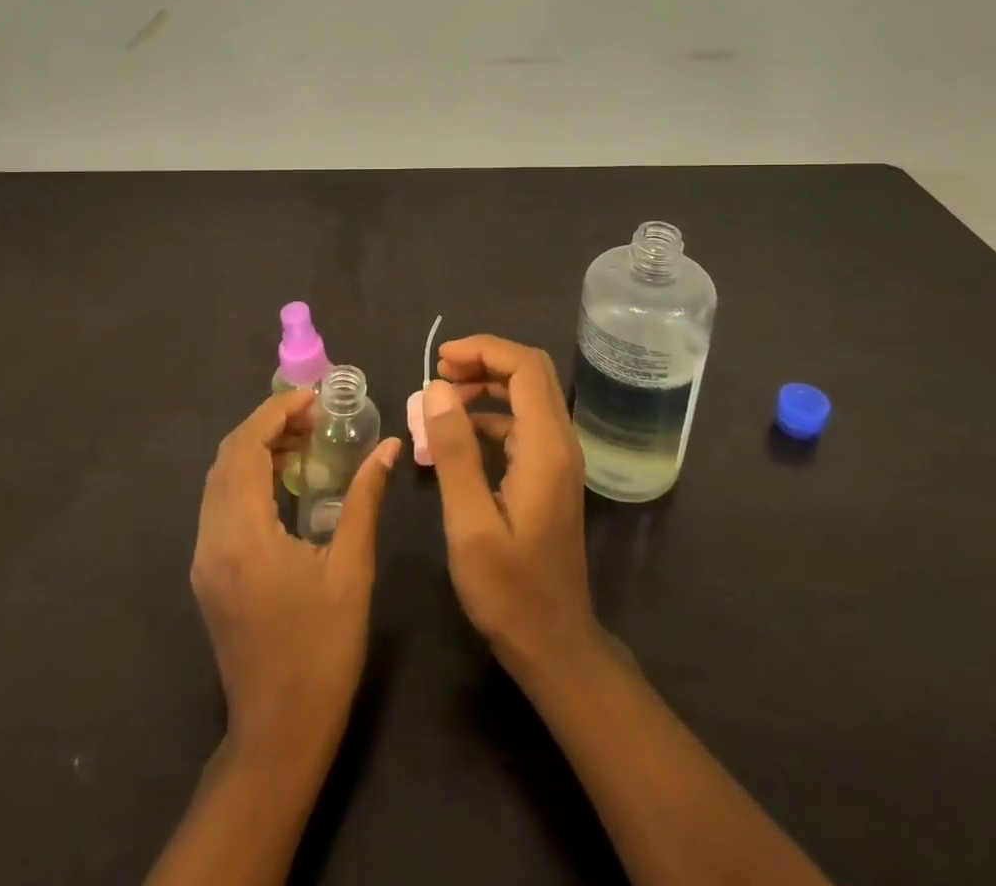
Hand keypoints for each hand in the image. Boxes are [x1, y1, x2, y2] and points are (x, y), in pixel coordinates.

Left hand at [190, 390, 400, 756]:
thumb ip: (365, 500)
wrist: (278, 733)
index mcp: (243, 536)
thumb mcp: (351, 569)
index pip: (246, 449)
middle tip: (314, 416)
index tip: (314, 398)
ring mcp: (204, 558)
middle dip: (267, 425)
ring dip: (256, 448)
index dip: (276, 413)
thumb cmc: (322, 651)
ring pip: (219, 479)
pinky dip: (248, 476)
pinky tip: (286, 480)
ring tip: (305, 439)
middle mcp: (211, 539)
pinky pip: (221, 503)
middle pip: (227, 458)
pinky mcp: (208, 572)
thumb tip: (388, 446)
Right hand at [424, 336, 596, 678]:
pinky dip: (491, 414)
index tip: (440, 359)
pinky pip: (522, 423)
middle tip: (438, 372)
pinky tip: (457, 434)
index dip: (483, 350)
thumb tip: (435, 388)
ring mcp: (558, 459)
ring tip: (441, 397)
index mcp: (546, 447)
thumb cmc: (509, 590)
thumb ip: (454, 451)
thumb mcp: (469, 522)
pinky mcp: (549, 474)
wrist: (554, 644)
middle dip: (484, 360)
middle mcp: (560, 442)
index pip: (524, 367)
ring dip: (487, 385)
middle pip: (530, 373)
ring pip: (528, 395)